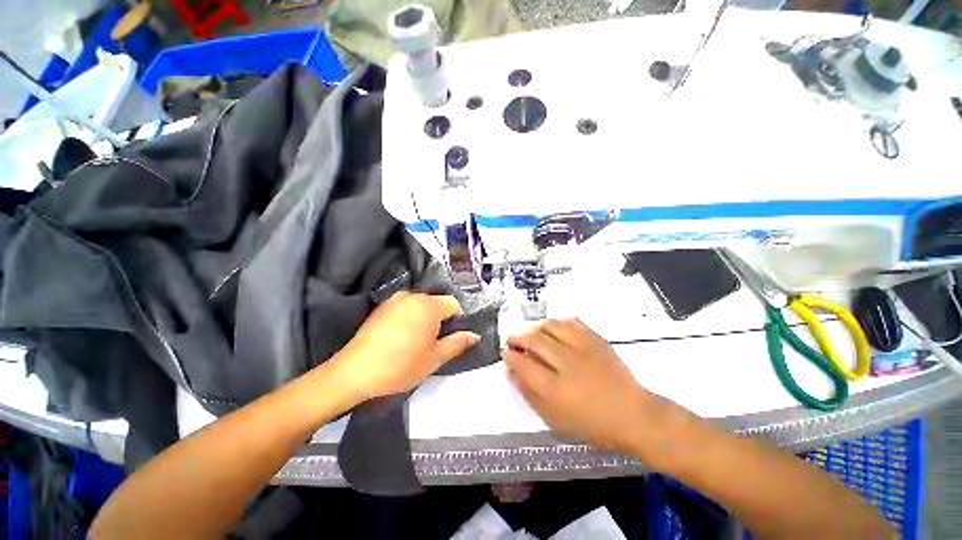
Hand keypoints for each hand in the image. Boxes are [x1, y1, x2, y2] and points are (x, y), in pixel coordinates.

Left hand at [331, 291, 479, 402]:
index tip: (449, 338)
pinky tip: (399, 337)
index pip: (453, 304)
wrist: (354, 372)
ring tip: (414, 341)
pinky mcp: (381, 307)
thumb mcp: (434, 358)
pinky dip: (408, 318)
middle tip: (432, 342)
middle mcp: (412, 296)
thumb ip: (457, 343)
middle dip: (439, 319)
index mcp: (428, 305)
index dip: (456, 320)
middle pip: (436, 303)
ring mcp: (394, 300)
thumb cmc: (401, 365)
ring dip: (423, 318)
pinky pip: (404, 307)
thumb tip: (474, 335)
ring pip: (419, 305)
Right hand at [504, 318, 653, 451]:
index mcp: (556, 389)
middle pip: (534, 340)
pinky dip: (558, 323)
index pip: (523, 365)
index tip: (505, 352)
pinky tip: (555, 330)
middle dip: (517, 336)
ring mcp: (583, 348)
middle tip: (512, 338)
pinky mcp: (596, 339)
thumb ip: (530, 395)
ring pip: (550, 326)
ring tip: (531, 332)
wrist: (633, 414)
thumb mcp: (555, 420)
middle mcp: (567, 364)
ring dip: (535, 327)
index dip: (510, 356)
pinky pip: (571, 322)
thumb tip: (511, 373)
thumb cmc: (592, 423)